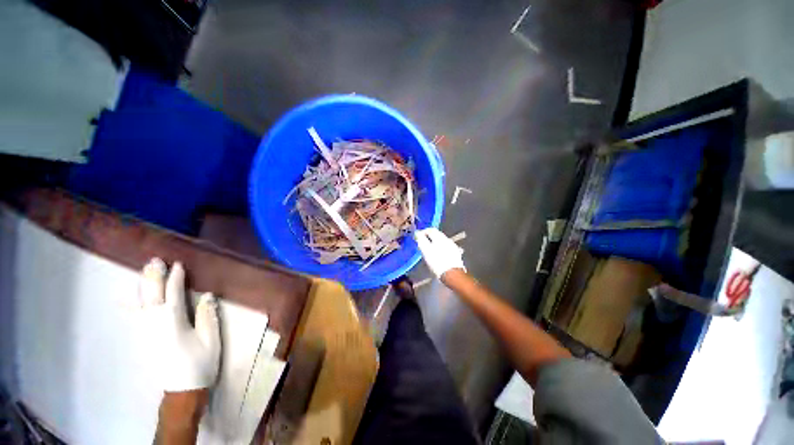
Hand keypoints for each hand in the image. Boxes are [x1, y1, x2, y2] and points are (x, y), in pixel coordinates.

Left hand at [139, 258, 221, 392]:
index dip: (176, 278)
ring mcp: (145, 330)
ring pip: (140, 302)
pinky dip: (131, 304)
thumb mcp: (210, 339)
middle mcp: (154, 322)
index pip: (173, 293)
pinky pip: (135, 315)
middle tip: (155, 260)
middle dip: (153, 276)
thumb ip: (208, 315)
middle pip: (152, 294)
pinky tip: (126, 299)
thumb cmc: (200, 363)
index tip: (178, 264)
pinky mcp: (143, 338)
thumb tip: (206, 295)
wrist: (182, 390)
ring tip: (145, 270)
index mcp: (173, 321)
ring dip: (142, 284)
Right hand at [414, 228, 464, 278]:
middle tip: (422, 245)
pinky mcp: (456, 254)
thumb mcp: (425, 250)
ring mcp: (453, 247)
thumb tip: (417, 233)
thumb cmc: (437, 261)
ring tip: (429, 252)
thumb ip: (421, 239)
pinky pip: (446, 249)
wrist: (452, 274)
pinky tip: (438, 257)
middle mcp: (447, 239)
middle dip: (429, 239)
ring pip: (441, 242)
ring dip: (435, 245)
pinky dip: (440, 250)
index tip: (418, 238)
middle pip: (437, 235)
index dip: (423, 232)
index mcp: (440, 237)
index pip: (430, 229)